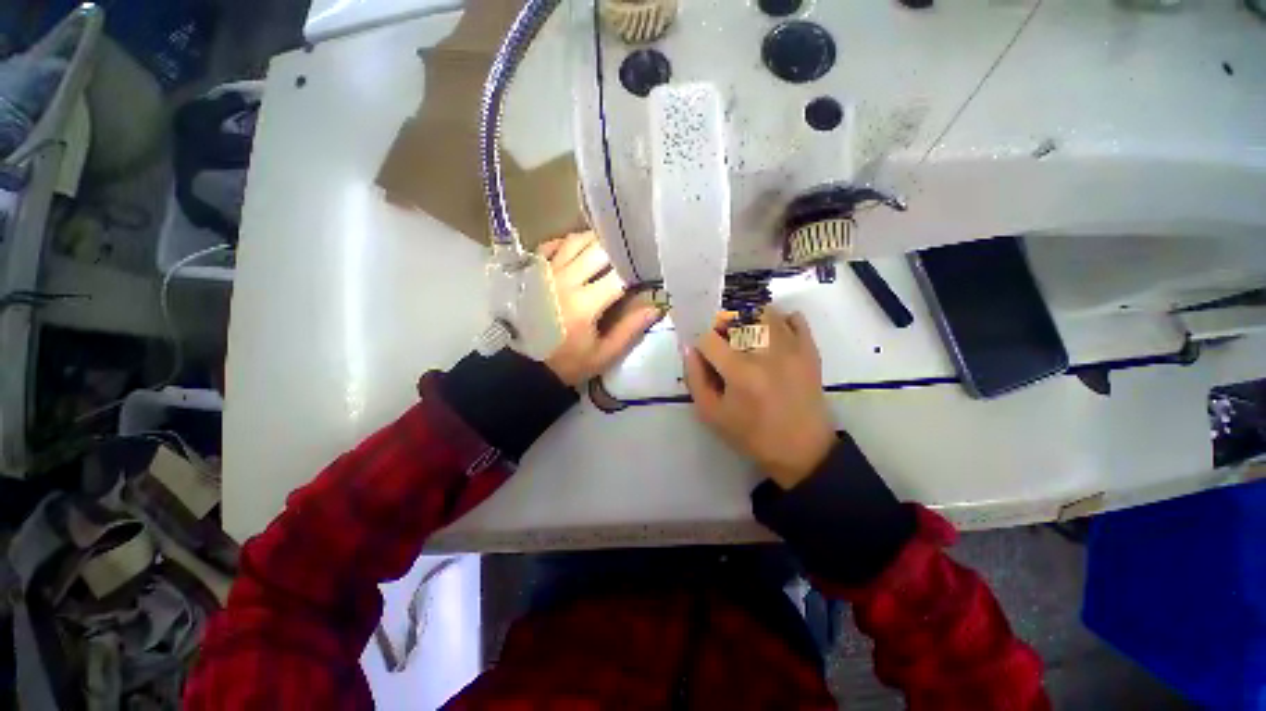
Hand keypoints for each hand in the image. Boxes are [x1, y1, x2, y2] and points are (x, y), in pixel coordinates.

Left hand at [540, 231, 659, 385]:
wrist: (526, 366)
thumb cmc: (568, 362)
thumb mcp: (603, 354)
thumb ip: (629, 330)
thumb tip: (655, 307)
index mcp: (584, 303)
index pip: (618, 276)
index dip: (636, 271)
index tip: (645, 273)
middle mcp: (565, 281)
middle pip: (598, 250)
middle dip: (618, 252)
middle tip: (629, 257)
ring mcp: (546, 273)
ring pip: (576, 241)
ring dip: (596, 241)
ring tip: (609, 249)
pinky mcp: (533, 272)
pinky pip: (552, 245)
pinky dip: (568, 242)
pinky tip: (580, 249)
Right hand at [683, 308, 835, 488]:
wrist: (802, 450)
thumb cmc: (751, 435)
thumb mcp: (711, 414)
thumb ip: (695, 378)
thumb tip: (689, 348)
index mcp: (740, 372)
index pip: (708, 338)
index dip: (700, 344)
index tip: (704, 356)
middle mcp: (766, 353)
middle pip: (736, 316)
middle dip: (722, 326)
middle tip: (723, 344)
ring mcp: (792, 348)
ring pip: (764, 311)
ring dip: (748, 319)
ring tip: (746, 338)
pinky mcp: (810, 350)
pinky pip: (795, 318)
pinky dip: (779, 320)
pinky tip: (771, 337)